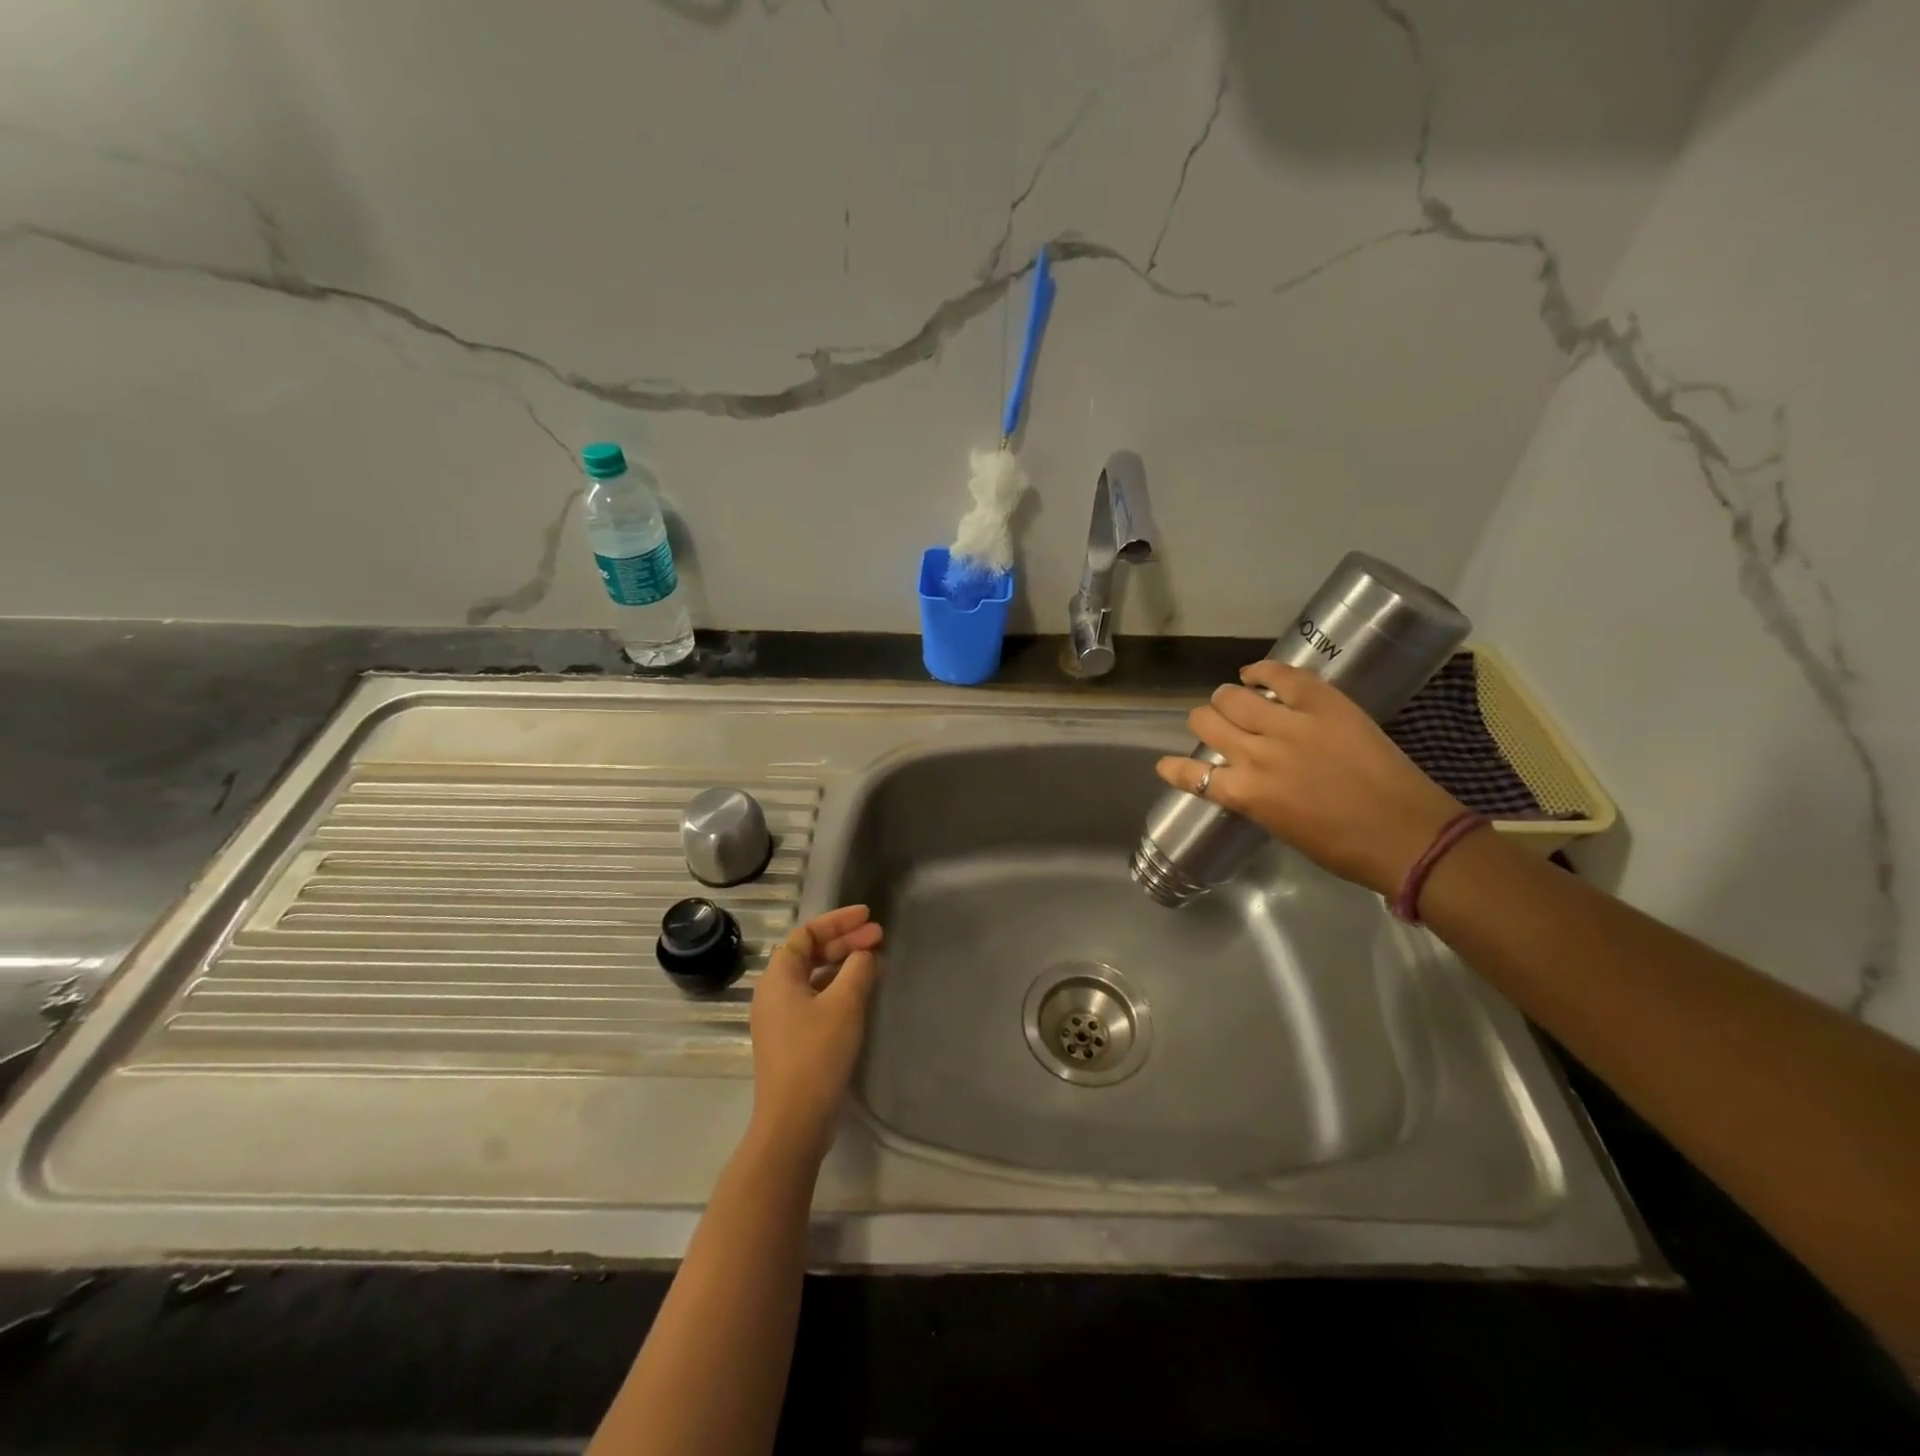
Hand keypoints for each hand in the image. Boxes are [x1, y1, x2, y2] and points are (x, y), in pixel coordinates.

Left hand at [746, 904, 884, 1166]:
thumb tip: (865, 953)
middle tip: (879, 937)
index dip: (838, 920)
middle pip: (809, 953)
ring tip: (874, 961)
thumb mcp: (844, 1004)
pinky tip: (861, 993)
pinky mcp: (790, 1040)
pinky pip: (815, 999)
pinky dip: (838, 988)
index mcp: (778, 977)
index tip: (868, 916)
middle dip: (845, 942)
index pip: (807, 933)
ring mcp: (780, 1018)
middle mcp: (773, 992)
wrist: (794, 1120)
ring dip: (843, 964)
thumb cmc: (817, 1053)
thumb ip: (858, 969)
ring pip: (813, 977)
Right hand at [1155, 661, 1466, 897]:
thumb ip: (1253, 798)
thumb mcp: (1281, 828)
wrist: (1409, 835)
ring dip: (1226, 699)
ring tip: (1236, 701)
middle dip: (1204, 723)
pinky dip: (1261, 671)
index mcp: (1245, 794)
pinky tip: (1254, 674)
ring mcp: (1290, 726)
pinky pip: (1281, 676)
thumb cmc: (1344, 848)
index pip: (1190, 773)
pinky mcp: (1323, 704)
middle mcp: (1257, 755)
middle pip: (1206, 722)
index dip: (1174, 767)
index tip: (1169, 765)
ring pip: (1232, 696)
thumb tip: (1242, 779)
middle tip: (1217, 726)